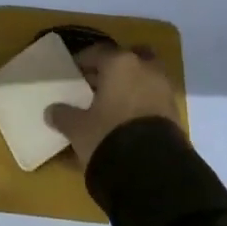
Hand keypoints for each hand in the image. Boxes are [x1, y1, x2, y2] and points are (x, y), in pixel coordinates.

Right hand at [44, 43, 182, 166]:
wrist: (154, 173)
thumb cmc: (109, 136)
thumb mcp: (78, 128)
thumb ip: (63, 116)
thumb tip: (51, 111)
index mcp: (119, 63)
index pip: (97, 52)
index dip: (83, 61)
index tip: (73, 72)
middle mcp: (145, 68)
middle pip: (128, 58)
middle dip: (114, 68)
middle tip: (97, 83)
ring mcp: (164, 89)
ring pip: (144, 77)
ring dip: (131, 85)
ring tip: (112, 105)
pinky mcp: (175, 112)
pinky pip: (153, 98)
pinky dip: (142, 103)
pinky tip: (128, 121)